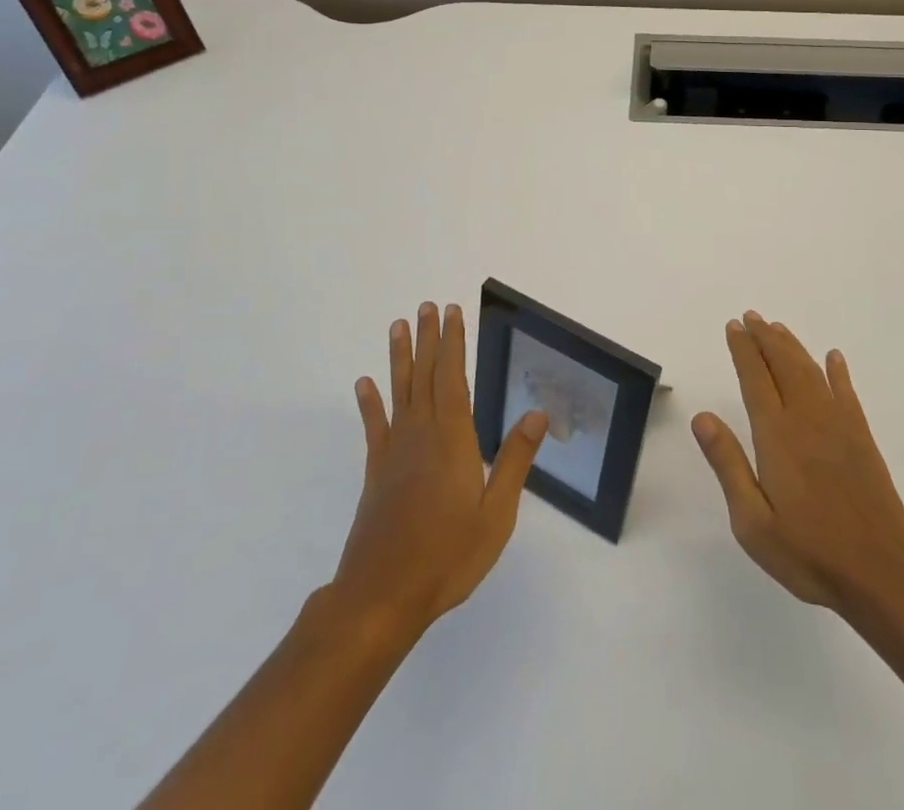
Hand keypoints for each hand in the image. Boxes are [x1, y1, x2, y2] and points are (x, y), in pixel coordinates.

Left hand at [333, 302, 546, 642]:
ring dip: (399, 358)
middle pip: (425, 376)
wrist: (381, 597)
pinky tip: (364, 384)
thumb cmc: (447, 556)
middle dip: (428, 339)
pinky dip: (370, 403)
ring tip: (397, 326)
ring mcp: (394, 452)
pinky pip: (374, 427)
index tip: (452, 312)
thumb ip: (514, 460)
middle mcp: (422, 435)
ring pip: (399, 392)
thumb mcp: (495, 513)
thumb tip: (538, 412)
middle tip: (426, 306)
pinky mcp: (376, 472)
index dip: (453, 343)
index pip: (453, 378)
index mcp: (453, 439)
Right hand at [692, 310, 903, 617]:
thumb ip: (728, 465)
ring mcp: (839, 426)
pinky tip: (833, 358)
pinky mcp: (863, 439)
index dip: (743, 350)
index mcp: (777, 436)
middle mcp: (807, 419)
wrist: (882, 575)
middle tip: (751, 317)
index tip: (733, 326)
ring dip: (792, 346)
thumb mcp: (753, 522)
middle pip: (783, 365)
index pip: (755, 378)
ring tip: (776, 327)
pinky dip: (838, 372)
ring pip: (811, 372)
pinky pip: (847, 393)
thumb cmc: (809, 554)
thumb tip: (702, 417)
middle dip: (765, 338)